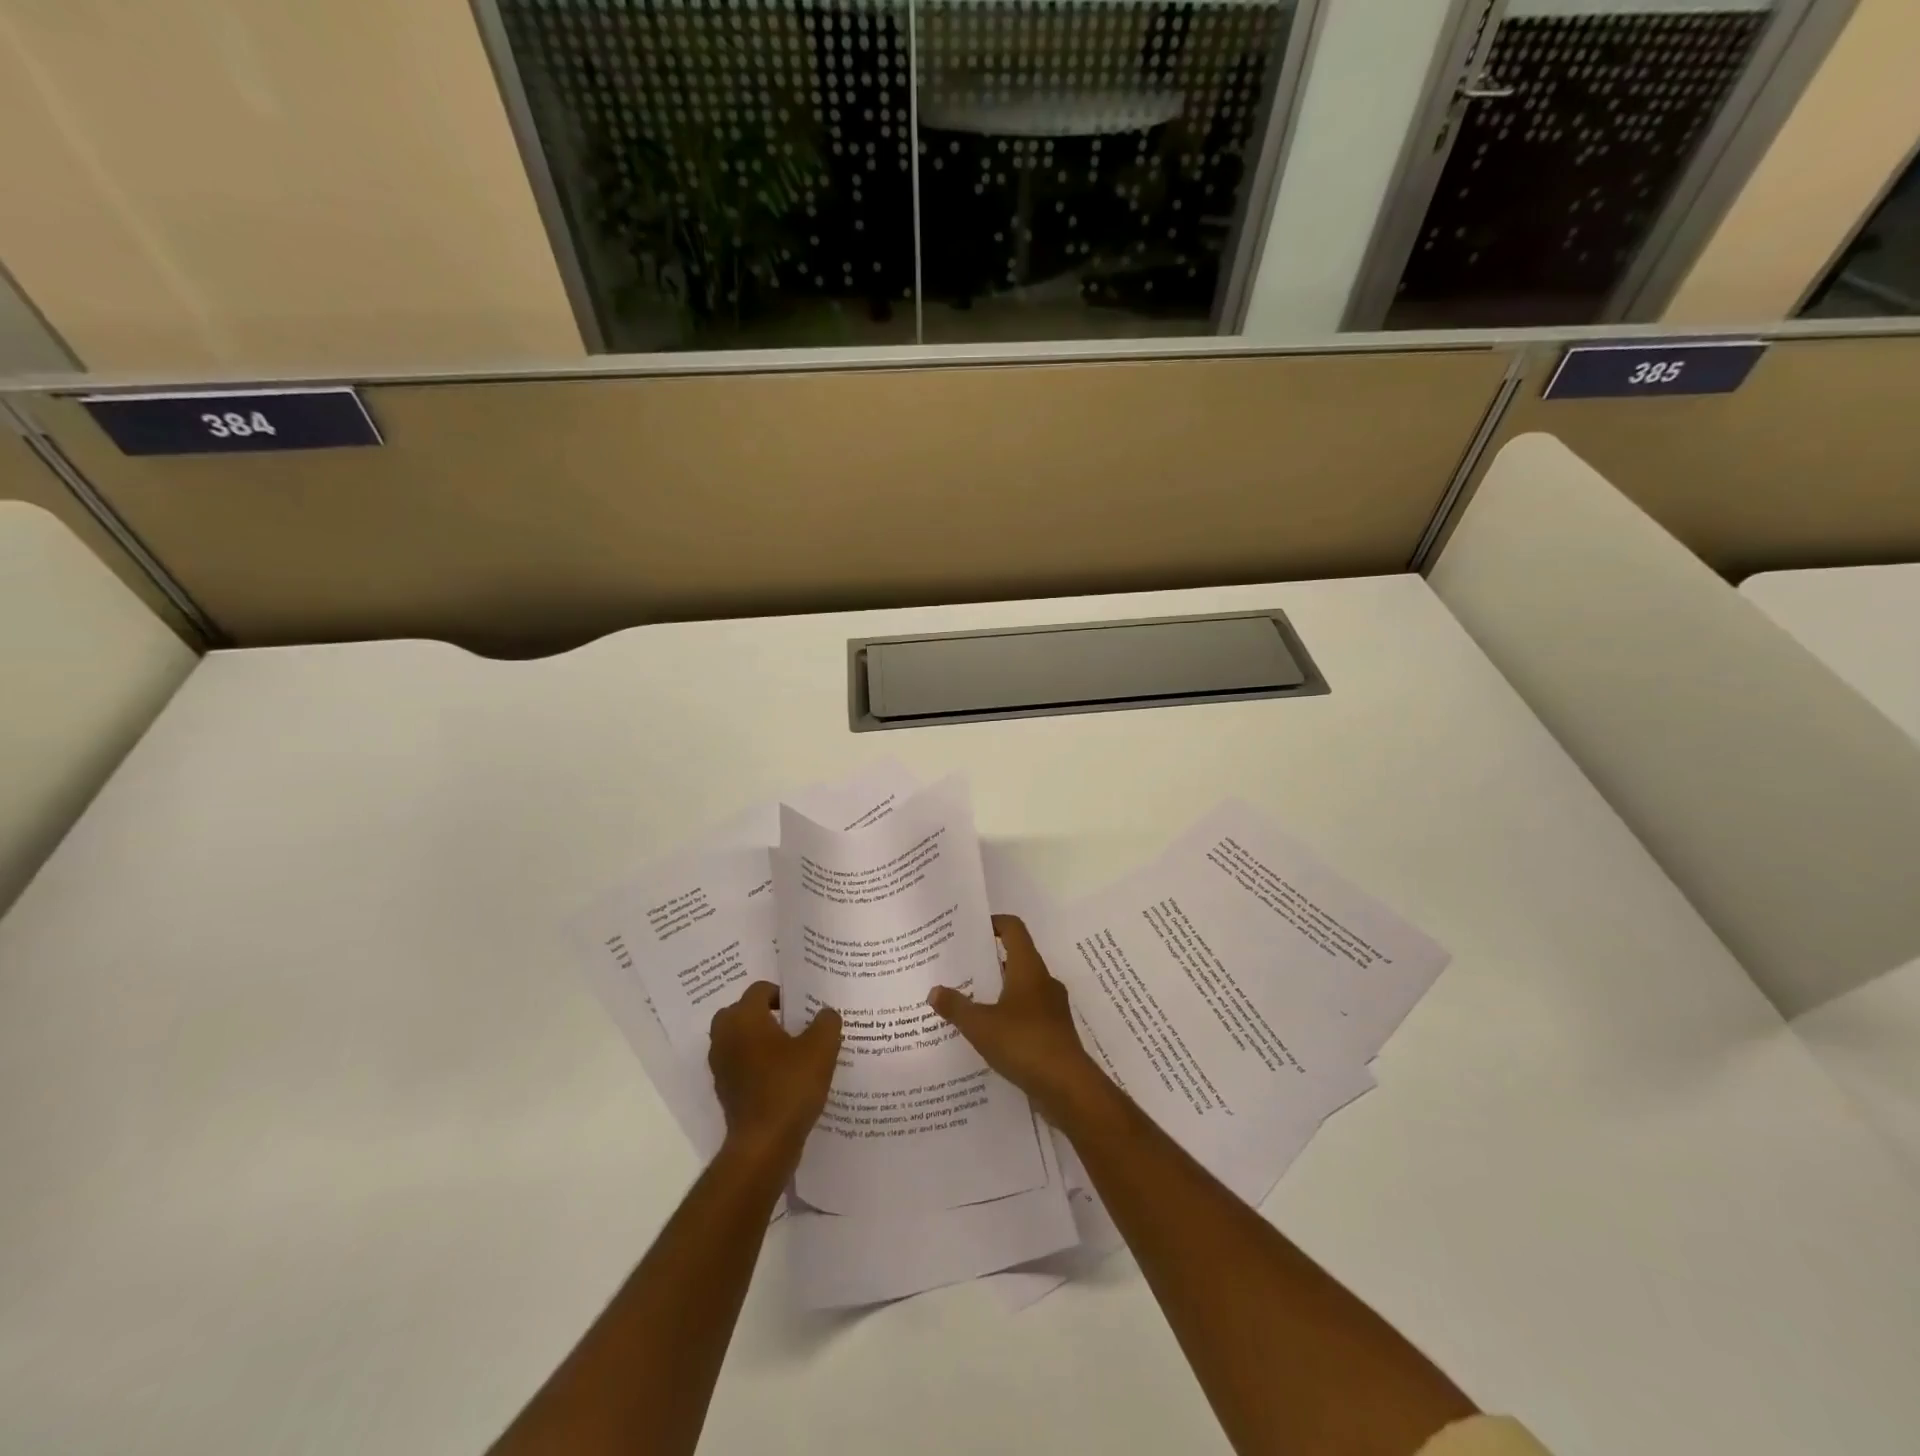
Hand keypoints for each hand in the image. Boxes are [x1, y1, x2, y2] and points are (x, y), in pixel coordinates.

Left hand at [708, 982, 841, 1163]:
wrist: (763, 1144)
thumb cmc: (790, 1086)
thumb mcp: (822, 1047)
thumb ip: (826, 1022)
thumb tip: (824, 1014)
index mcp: (744, 1018)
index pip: (760, 989)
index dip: (783, 993)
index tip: (804, 1007)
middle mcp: (724, 1036)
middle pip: (743, 1012)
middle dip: (766, 1014)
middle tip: (794, 1024)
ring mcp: (721, 1065)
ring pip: (739, 1039)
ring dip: (759, 1040)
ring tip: (791, 1050)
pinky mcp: (724, 1090)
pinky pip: (740, 1064)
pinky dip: (756, 1064)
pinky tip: (783, 1077)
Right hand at [928, 915, 1113, 1128]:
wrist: (1068, 1087)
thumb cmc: (1024, 1043)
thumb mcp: (980, 1025)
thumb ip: (956, 1007)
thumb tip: (934, 991)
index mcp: (1028, 968)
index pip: (1013, 928)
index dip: (993, 923)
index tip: (970, 929)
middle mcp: (1043, 981)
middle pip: (1015, 957)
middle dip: (988, 960)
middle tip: (959, 966)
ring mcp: (1052, 1007)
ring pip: (1021, 987)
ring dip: (997, 989)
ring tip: (968, 1000)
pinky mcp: (1054, 1031)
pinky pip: (1027, 1012)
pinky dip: (1008, 1014)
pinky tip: (988, 1032)